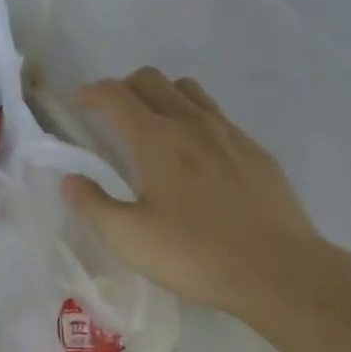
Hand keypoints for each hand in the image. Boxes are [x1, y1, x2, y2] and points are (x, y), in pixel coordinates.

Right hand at [65, 68, 327, 321]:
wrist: (278, 271)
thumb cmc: (195, 254)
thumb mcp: (129, 238)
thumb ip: (93, 205)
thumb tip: (72, 180)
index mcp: (157, 139)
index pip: (115, 96)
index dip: (91, 92)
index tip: (77, 102)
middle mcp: (192, 123)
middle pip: (151, 80)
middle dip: (123, 87)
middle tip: (109, 113)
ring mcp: (229, 133)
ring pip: (188, 90)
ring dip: (161, 95)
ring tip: (151, 124)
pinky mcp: (255, 151)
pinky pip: (216, 115)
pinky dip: (193, 117)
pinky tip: (195, 154)